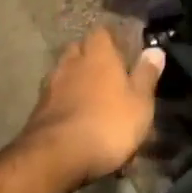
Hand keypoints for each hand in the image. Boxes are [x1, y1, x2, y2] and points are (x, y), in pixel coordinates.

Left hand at [18, 29, 164, 186]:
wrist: (53, 160)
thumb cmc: (106, 124)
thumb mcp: (139, 102)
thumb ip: (147, 75)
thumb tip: (155, 50)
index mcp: (98, 54)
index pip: (101, 32)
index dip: (111, 39)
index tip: (121, 49)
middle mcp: (71, 63)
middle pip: (78, 50)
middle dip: (88, 57)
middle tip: (105, 72)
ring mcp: (50, 88)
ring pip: (63, 74)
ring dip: (74, 81)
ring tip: (88, 97)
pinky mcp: (36, 114)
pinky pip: (53, 100)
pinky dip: (62, 105)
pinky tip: (73, 119)